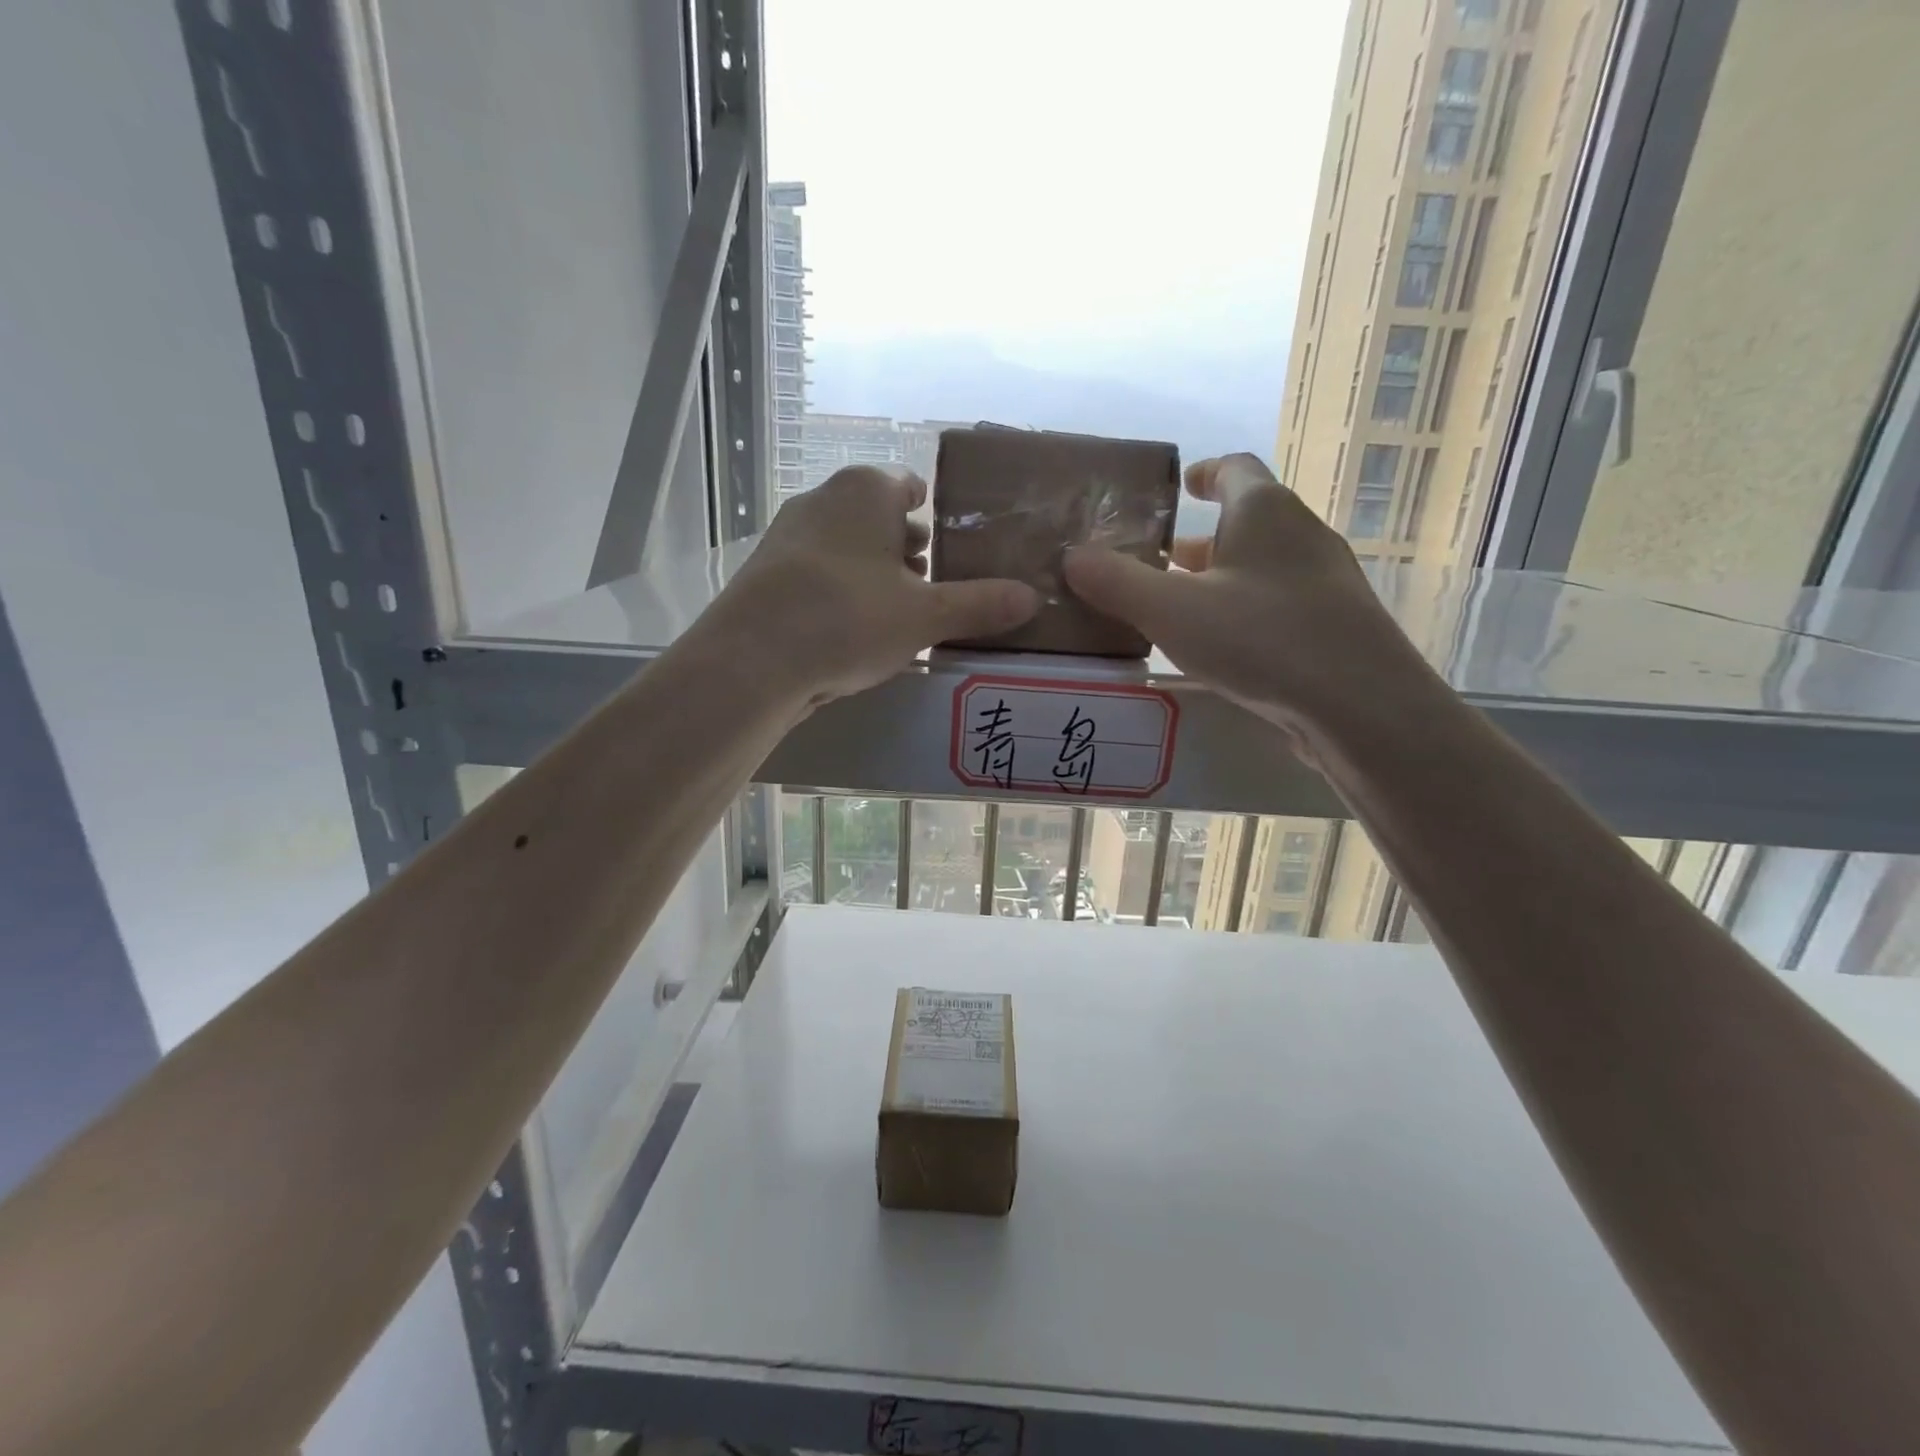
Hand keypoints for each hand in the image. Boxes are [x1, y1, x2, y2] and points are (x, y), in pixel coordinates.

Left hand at [713, 465, 1040, 707]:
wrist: (752, 660)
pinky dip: (841, 591)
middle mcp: (822, 500)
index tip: (951, 541)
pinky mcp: (766, 575)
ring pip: (846, 546)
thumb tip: (1032, 597)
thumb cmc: (849, 618)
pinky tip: (854, 630)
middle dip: (906, 546)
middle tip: (935, 583)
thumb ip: (979, 604)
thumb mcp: (925, 616)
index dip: (932, 510)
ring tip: (900, 611)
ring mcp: (788, 536)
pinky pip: (818, 574)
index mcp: (865, 492)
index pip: (908, 485)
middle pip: (877, 516)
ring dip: (873, 572)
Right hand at [1063, 453, 1430, 732]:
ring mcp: (1326, 582)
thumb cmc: (1261, 639)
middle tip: (1155, 565)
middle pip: (1246, 523)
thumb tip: (1072, 556)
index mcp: (1265, 511)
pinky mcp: (1336, 627)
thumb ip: (1116, 582)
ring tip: (1178, 612)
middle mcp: (1302, 535)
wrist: (1361, 706)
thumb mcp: (1170, 610)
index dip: (1203, 474)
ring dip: (1221, 581)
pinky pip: (1279, 605)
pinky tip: (1224, 650)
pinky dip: (1245, 613)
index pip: (1234, 469)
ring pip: (1262, 568)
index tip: (1178, 489)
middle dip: (1199, 542)